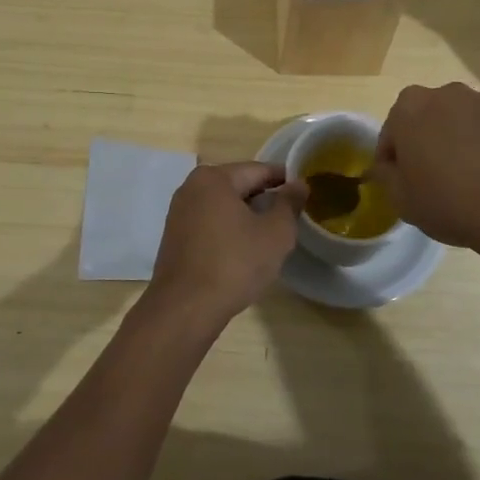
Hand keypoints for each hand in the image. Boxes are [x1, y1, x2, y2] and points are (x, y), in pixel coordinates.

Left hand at [144, 162, 303, 328]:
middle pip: (238, 185)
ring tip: (270, 234)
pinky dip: (229, 229)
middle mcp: (191, 187)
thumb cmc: (234, 264)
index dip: (284, 179)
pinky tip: (243, 249)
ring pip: (223, 205)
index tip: (304, 191)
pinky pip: (210, 223)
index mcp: (214, 178)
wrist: (185, 309)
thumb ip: (289, 204)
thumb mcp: (275, 233)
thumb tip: (299, 184)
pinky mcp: (175, 236)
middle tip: (291, 216)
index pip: (258, 170)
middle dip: (265, 198)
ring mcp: (179, 212)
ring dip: (247, 215)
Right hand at [373, 83, 479, 252]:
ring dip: (467, 141)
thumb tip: (390, 165)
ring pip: (469, 121)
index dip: (395, 160)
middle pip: (431, 118)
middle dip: (432, 142)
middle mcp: (448, 93)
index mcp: (410, 108)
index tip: (405, 183)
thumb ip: (386, 175)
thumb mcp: (401, 201)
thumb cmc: (451, 202)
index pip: (392, 132)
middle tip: (441, 179)